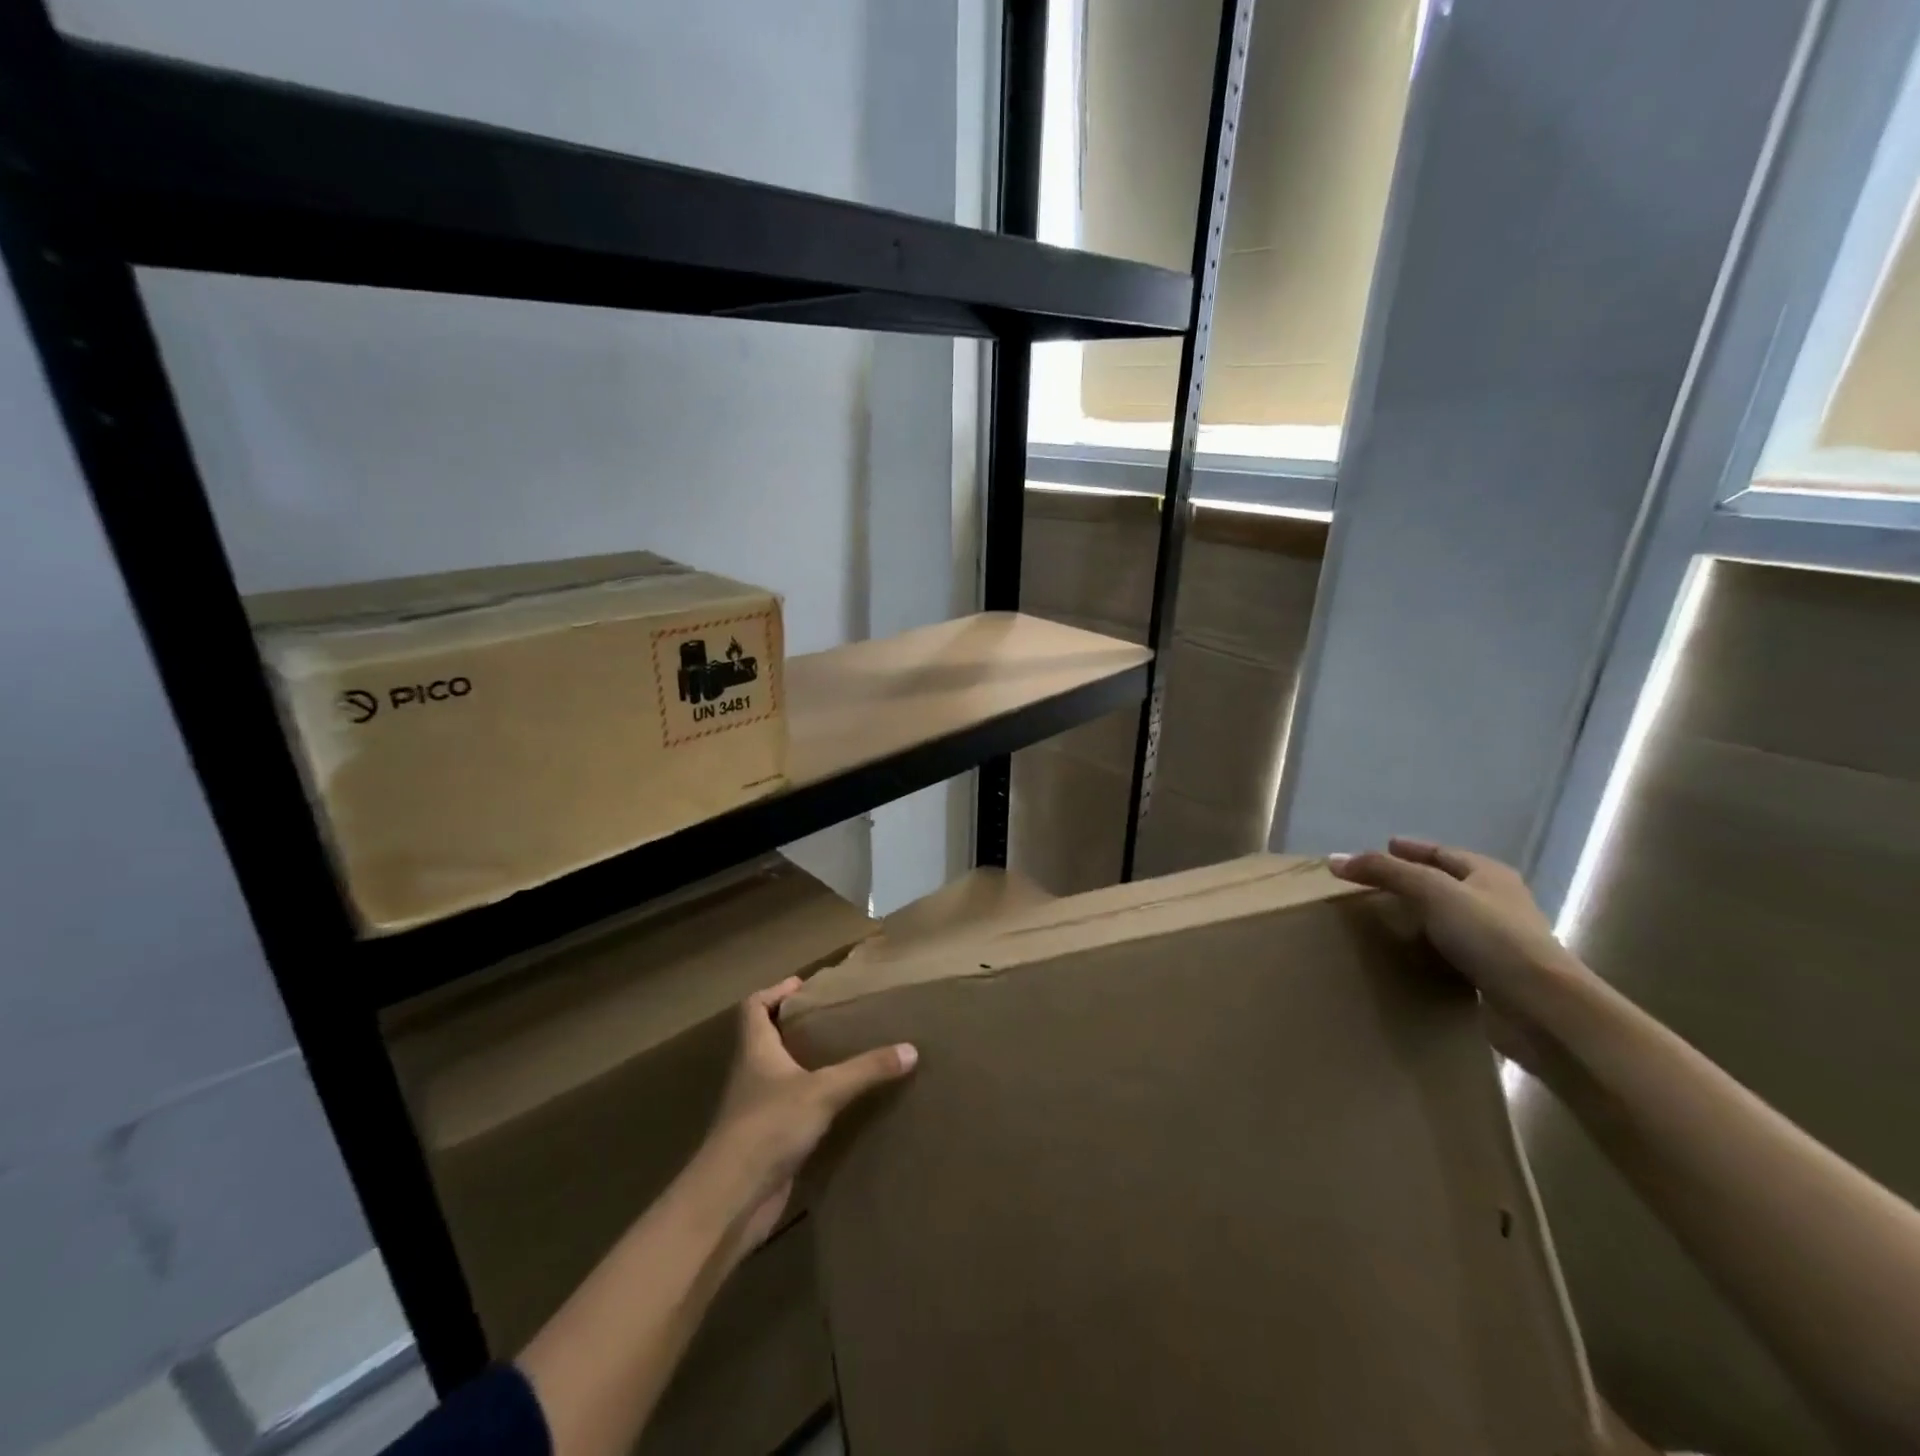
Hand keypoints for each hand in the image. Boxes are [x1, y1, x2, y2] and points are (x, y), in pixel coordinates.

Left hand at [695, 977, 916, 1251]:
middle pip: (765, 1039)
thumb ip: (866, 1069)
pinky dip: (811, 1102)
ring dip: (804, 1065)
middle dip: (795, 1027)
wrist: (732, 1199)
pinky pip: (790, 1110)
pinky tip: (839, 1106)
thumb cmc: (769, 1126)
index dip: (774, 991)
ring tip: (842, 1056)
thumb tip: (911, 1049)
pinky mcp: (766, 1141)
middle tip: (832, 1018)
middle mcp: (751, 1075)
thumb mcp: (824, 1090)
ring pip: (778, 1076)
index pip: (753, 1007)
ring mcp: (756, 1110)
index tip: (803, 986)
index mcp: (755, 1050)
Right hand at [1329, 838, 1586, 1073]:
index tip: (1383, 847)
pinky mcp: (1493, 975)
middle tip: (1373, 884)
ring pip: (1448, 919)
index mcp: (1489, 874)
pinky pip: (1450, 952)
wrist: (1542, 1007)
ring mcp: (1498, 941)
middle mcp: (1497, 902)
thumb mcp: (1432, 891)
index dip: (1411, 849)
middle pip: (1445, 884)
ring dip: (1419, 917)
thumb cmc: (1490, 936)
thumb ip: (1385, 872)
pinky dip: (1427, 949)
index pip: (1441, 852)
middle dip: (1412, 881)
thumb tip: (1334, 859)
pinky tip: (1406, 955)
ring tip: (1382, 919)